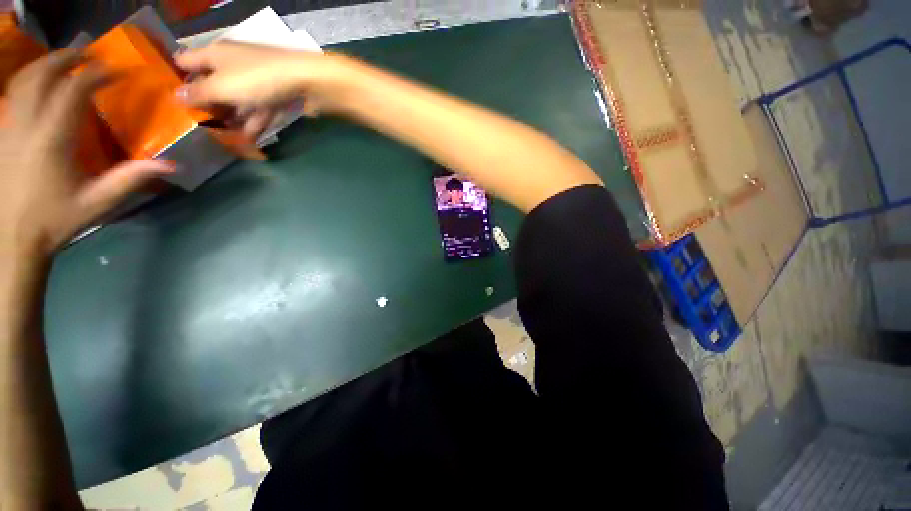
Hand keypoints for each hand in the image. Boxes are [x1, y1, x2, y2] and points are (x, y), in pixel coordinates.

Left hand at [0, 50, 173, 255]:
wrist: (12, 237)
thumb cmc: (55, 219)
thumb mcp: (97, 202)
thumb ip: (130, 179)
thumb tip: (170, 164)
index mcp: (52, 139)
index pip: (73, 90)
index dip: (96, 75)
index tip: (116, 71)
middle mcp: (27, 124)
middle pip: (41, 74)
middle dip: (66, 58)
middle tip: (88, 54)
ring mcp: (10, 127)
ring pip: (23, 80)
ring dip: (45, 65)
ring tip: (65, 62)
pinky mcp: (3, 134)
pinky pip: (13, 96)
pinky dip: (29, 82)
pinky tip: (41, 86)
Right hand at [174, 42, 352, 135]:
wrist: (307, 81)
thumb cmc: (257, 79)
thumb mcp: (221, 87)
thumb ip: (199, 92)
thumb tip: (176, 95)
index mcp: (214, 55)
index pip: (185, 62)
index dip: (175, 78)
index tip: (169, 100)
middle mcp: (233, 64)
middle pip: (213, 84)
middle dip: (207, 106)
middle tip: (199, 127)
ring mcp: (257, 80)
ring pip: (238, 100)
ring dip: (233, 120)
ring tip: (225, 140)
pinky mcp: (277, 94)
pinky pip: (260, 110)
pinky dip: (255, 124)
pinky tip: (251, 141)